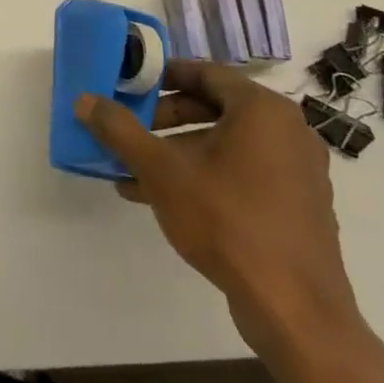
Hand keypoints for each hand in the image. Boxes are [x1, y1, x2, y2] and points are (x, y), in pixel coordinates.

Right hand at [74, 60, 365, 354]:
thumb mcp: (161, 170)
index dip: (163, 75)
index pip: (206, 72)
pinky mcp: (296, 207)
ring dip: (178, 151)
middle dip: (165, 118)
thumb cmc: (227, 220)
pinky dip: (204, 175)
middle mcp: (288, 132)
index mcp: (263, 110)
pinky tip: (162, 198)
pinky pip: (242, 173)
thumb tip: (85, 100)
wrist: (294, 310)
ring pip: (225, 144)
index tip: (130, 85)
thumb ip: (120, 130)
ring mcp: (298, 172)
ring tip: (135, 169)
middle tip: (130, 130)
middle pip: (215, 107)